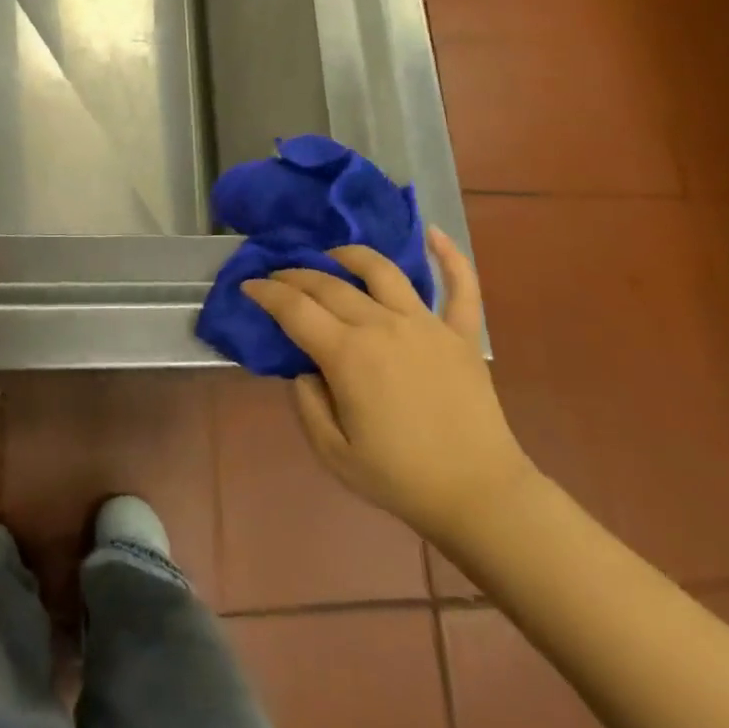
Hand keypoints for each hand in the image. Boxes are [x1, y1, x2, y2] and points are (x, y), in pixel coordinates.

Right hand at [241, 229, 533, 539]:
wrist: (479, 494)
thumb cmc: (401, 478)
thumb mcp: (333, 452)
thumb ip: (307, 403)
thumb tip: (304, 367)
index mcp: (348, 355)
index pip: (295, 309)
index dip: (266, 293)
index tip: (249, 285)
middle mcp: (383, 325)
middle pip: (330, 284)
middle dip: (297, 274)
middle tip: (279, 276)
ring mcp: (425, 323)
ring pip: (383, 270)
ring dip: (351, 255)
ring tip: (334, 255)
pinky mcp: (461, 333)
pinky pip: (460, 285)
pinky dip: (449, 256)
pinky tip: (433, 233)